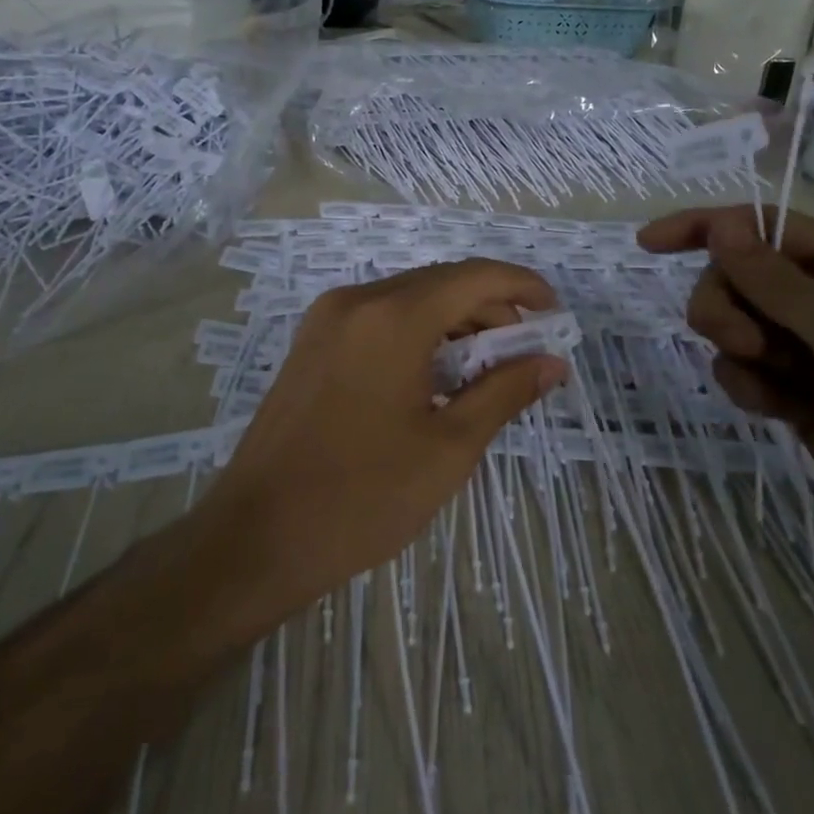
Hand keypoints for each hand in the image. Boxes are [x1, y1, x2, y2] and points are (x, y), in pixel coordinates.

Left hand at [198, 258, 566, 622]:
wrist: (258, 536)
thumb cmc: (363, 497)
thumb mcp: (449, 448)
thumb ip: (504, 392)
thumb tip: (551, 362)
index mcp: (392, 317)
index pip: (473, 276)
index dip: (522, 286)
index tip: (555, 315)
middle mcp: (356, 301)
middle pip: (440, 283)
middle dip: (490, 308)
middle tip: (524, 353)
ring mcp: (325, 320)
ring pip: (407, 299)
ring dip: (453, 322)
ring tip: (486, 369)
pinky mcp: (310, 344)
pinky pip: (377, 319)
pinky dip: (416, 334)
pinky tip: (435, 375)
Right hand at [639, 206, 813, 609]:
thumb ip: (775, 281)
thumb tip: (723, 223)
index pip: (764, 227)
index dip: (705, 229)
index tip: (648, 245)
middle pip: (740, 278)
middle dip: (727, 305)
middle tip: (746, 342)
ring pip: (737, 326)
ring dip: (736, 348)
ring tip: (771, 383)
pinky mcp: (804, 397)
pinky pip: (747, 372)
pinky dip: (747, 386)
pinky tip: (775, 411)